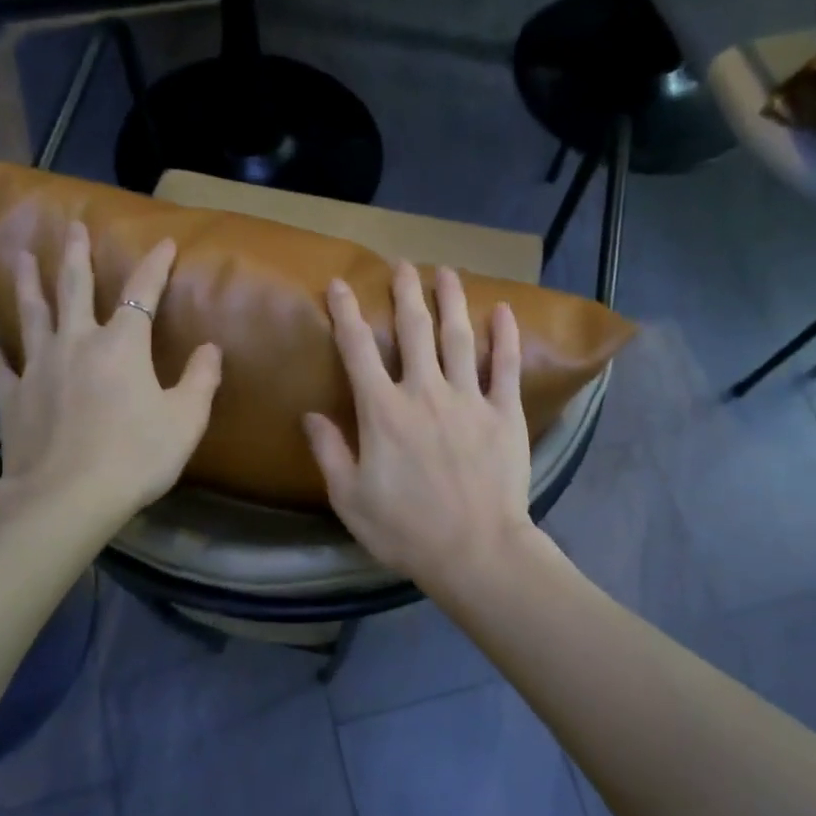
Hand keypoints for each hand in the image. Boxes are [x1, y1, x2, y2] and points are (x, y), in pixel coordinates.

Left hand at [0, 221, 221, 522]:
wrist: (68, 496)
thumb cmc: (136, 456)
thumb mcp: (186, 420)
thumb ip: (201, 380)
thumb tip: (211, 348)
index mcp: (122, 345)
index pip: (142, 293)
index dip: (155, 265)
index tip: (164, 242)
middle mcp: (76, 343)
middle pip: (73, 287)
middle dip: (75, 254)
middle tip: (71, 225)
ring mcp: (38, 367)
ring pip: (31, 314)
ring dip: (28, 282)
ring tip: (21, 256)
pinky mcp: (12, 395)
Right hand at [305, 261, 533, 588]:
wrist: (475, 551)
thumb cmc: (405, 530)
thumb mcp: (350, 499)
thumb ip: (330, 452)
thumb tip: (310, 415)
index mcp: (382, 412)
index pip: (358, 350)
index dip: (346, 314)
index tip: (340, 286)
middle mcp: (424, 393)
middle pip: (414, 330)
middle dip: (405, 293)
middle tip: (402, 265)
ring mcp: (469, 399)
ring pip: (459, 338)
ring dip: (450, 301)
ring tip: (445, 272)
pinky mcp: (505, 414)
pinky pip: (505, 367)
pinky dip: (504, 337)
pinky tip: (502, 311)